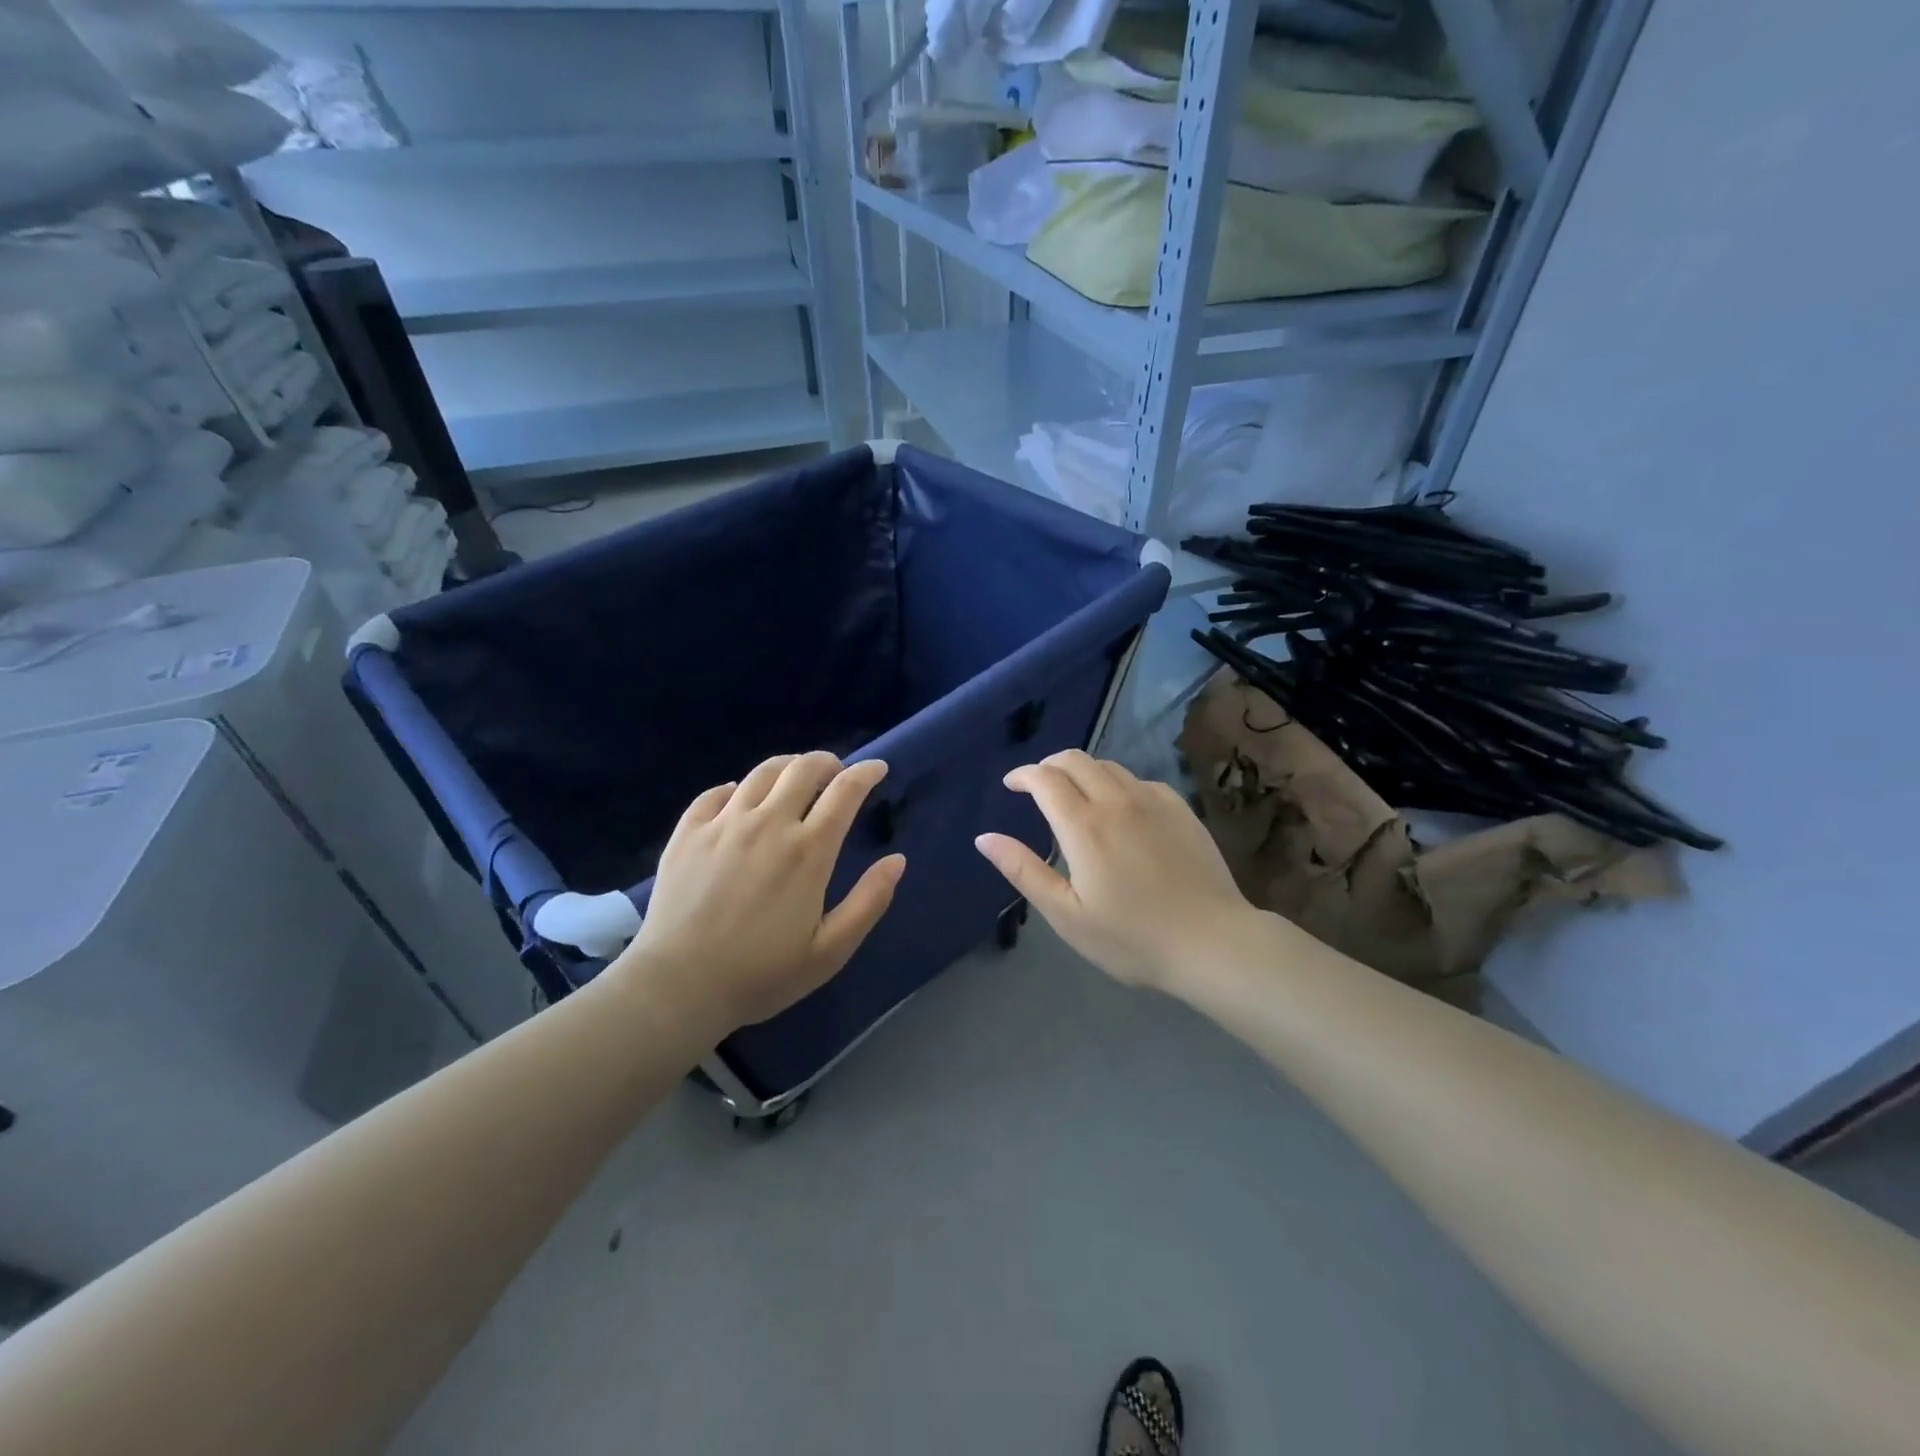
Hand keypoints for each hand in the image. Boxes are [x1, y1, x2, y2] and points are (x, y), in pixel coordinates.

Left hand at [613, 753, 905, 1032]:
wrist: (678, 987)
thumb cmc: (761, 974)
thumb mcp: (830, 951)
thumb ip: (868, 902)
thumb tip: (897, 860)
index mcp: (808, 851)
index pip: (845, 792)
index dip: (866, 773)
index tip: (877, 768)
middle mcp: (768, 824)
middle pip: (803, 769)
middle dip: (827, 762)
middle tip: (836, 774)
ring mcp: (724, 824)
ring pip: (762, 773)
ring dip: (787, 767)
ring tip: (794, 778)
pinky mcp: (688, 832)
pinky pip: (717, 792)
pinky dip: (738, 788)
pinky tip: (741, 799)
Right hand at [975, 751, 1263, 993]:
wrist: (1212, 942)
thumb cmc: (1132, 938)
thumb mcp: (1067, 915)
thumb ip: (1024, 871)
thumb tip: (984, 838)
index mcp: (1084, 826)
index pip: (1045, 778)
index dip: (1022, 775)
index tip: (1011, 785)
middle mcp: (1117, 801)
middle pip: (1075, 759)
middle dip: (1048, 765)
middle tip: (1037, 787)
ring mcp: (1153, 801)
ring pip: (1108, 766)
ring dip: (1082, 772)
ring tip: (1075, 796)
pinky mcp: (1180, 809)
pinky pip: (1139, 781)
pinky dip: (1116, 784)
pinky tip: (1120, 809)